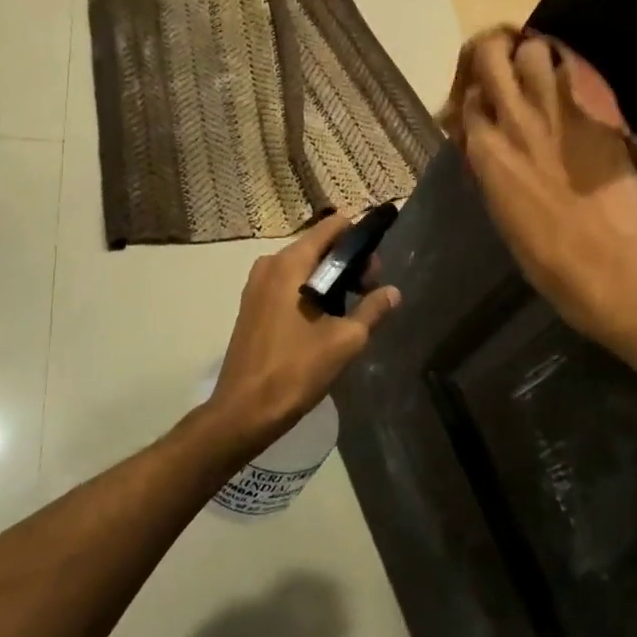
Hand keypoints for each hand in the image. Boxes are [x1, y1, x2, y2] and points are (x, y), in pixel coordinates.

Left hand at [207, 214, 400, 448]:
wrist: (244, 411)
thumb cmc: (295, 370)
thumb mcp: (345, 340)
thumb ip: (372, 309)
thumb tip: (393, 292)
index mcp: (290, 263)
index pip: (333, 226)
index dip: (360, 239)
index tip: (376, 270)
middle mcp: (270, 263)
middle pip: (319, 244)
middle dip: (349, 262)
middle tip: (370, 294)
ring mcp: (257, 284)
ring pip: (305, 266)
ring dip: (332, 278)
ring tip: (352, 311)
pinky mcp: (253, 304)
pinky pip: (289, 283)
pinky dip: (312, 290)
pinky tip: (326, 320)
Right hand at [449, 28, 636, 341]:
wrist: (603, 261)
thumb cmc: (544, 254)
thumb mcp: (500, 207)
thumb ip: (493, 166)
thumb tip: (491, 149)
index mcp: (485, 150)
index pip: (467, 99)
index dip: (475, 95)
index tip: (485, 100)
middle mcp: (512, 119)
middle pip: (491, 56)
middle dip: (495, 52)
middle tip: (507, 63)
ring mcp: (554, 111)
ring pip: (534, 51)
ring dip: (535, 57)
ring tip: (545, 74)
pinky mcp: (593, 113)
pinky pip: (575, 74)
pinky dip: (570, 74)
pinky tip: (575, 89)